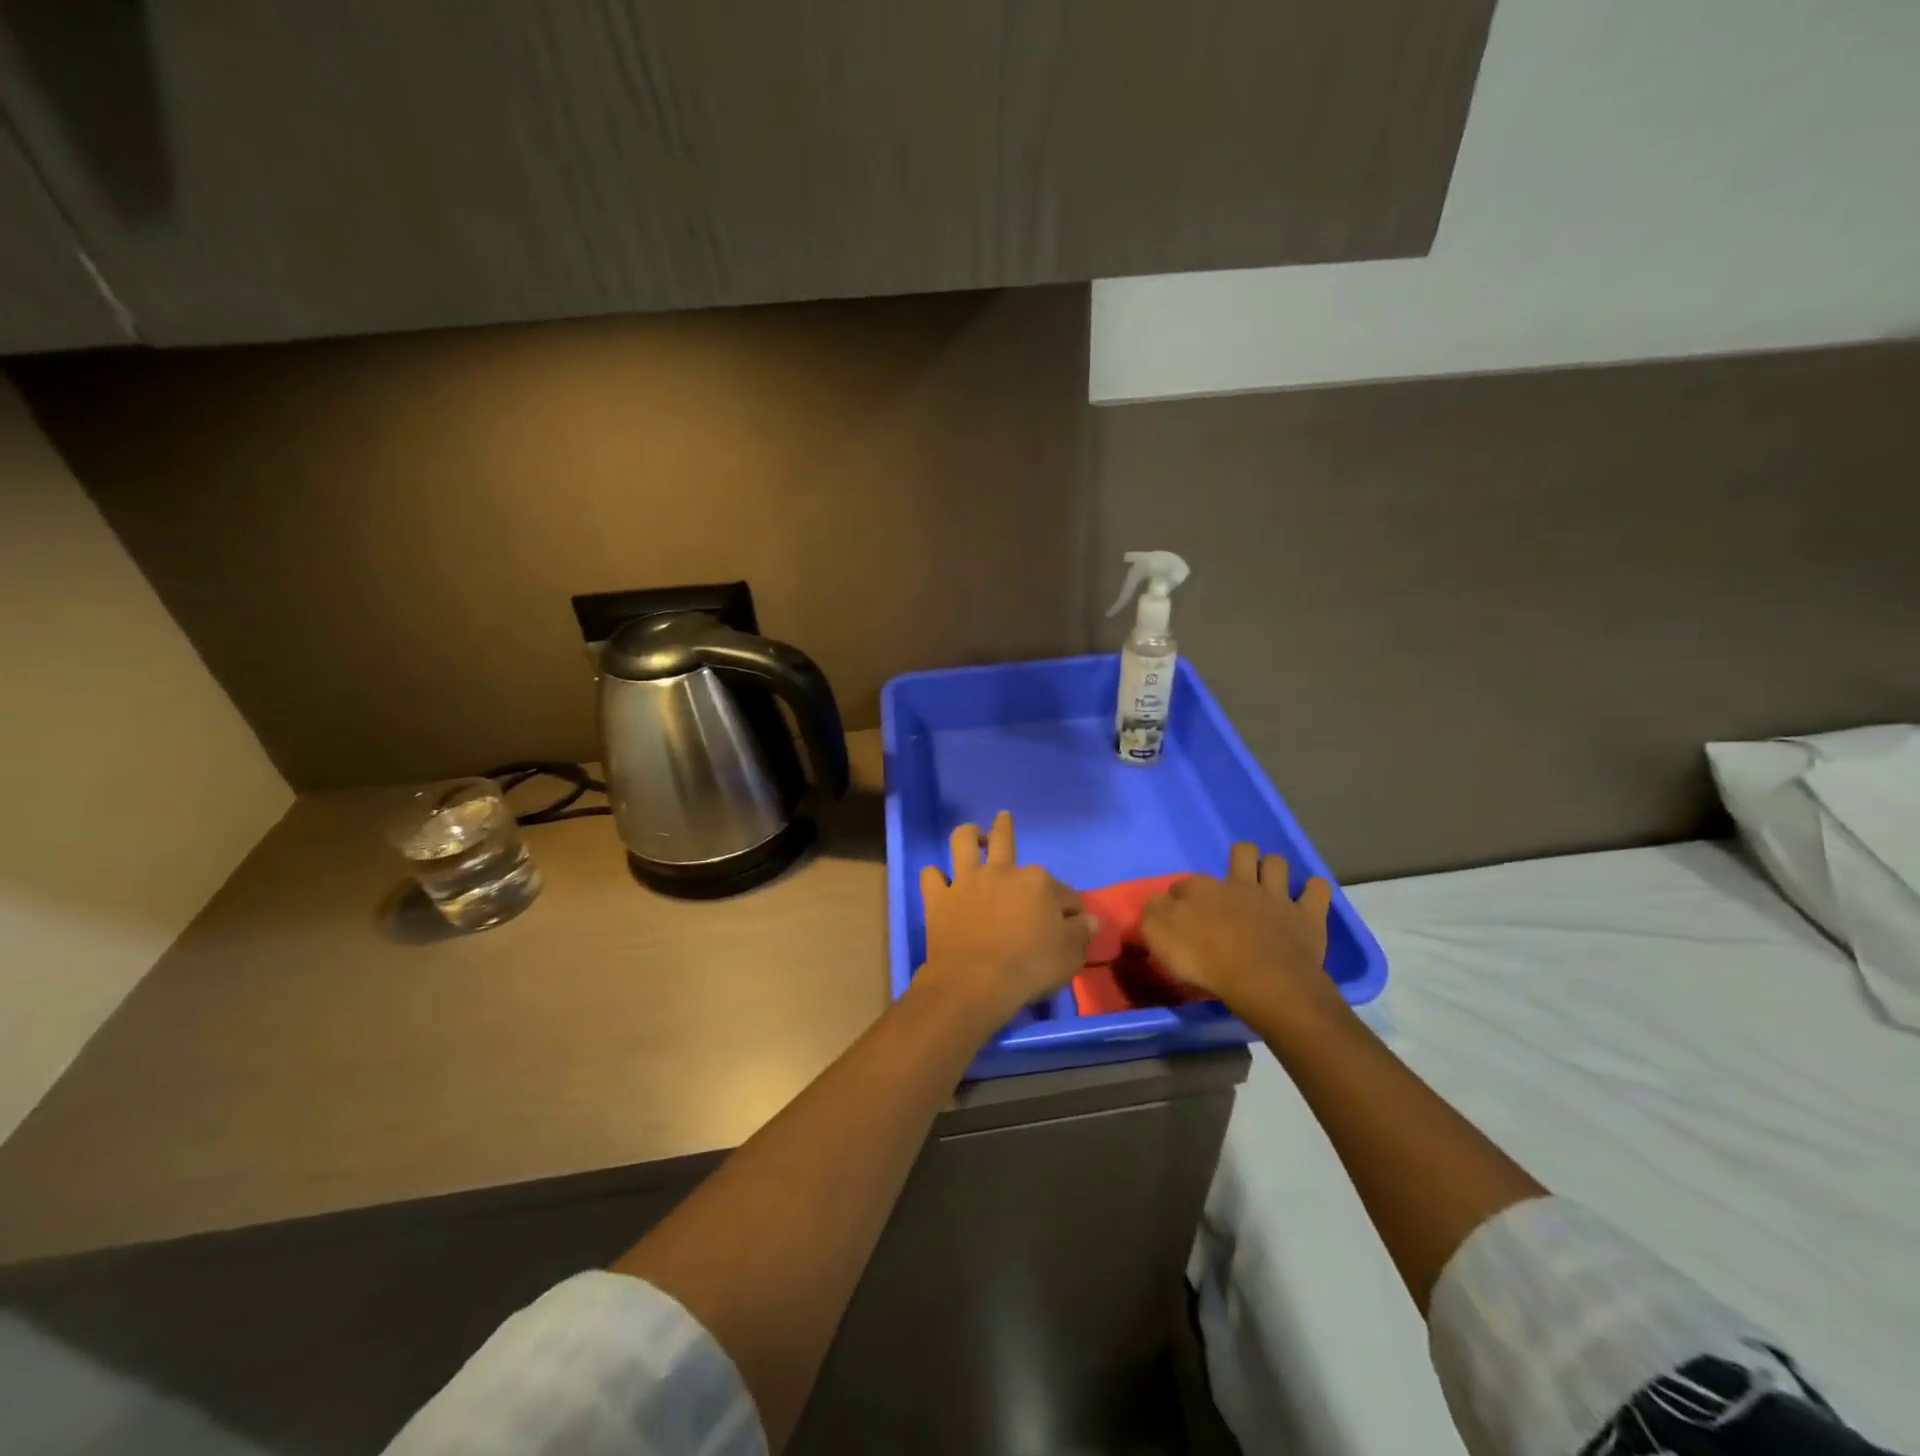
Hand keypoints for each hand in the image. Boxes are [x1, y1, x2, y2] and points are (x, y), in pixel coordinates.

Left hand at [918, 811, 1092, 1022]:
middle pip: (1005, 840)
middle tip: (1003, 818)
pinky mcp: (939, 898)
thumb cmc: (1029, 968)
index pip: (1062, 891)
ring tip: (972, 834)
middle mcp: (1001, 872)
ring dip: (968, 835)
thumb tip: (1090, 919)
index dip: (1069, 906)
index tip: (1071, 921)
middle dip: (1005, 827)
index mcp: (1038, 883)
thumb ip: (1081, 933)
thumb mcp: (1069, 955)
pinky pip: (931, 877)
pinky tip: (938, 880)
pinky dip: (934, 877)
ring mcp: (967, 882)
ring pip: (963, 842)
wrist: (975, 982)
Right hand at [1140, 843, 1341, 1018]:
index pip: (1185, 883)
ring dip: (1274, 869)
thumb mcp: (1160, 939)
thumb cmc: (1206, 962)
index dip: (1181, 895)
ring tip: (1270, 884)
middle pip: (1241, 853)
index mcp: (1202, 890)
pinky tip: (1308, 897)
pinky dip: (1313, 890)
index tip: (1178, 912)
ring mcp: (1276, 898)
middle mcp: (1239, 884)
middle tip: (1234, 880)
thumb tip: (1157, 902)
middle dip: (1239, 858)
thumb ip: (1154, 915)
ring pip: (1277, 864)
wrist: (1261, 981)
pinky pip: (1316, 890)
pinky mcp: (1307, 916)